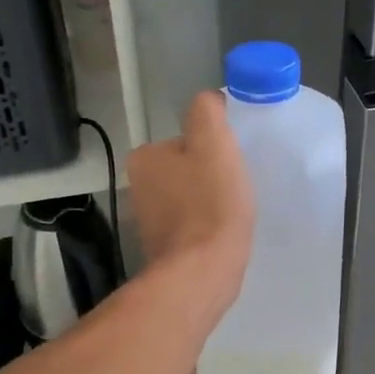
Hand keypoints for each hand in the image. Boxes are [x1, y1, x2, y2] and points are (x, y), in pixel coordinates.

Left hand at [127, 91, 254, 313]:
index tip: (232, 163)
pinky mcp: (164, 248)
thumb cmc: (211, 204)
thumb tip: (209, 101)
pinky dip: (207, 226)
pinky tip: (222, 234)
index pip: (187, 138)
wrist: (203, 272)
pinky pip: (191, 225)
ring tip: (232, 213)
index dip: (214, 148)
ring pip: (190, 197)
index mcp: (145, 157)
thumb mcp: (214, 143)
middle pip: (188, 167)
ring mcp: (149, 220)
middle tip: (236, 188)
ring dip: (210, 201)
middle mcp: (139, 186)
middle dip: (211, 175)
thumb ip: (207, 112)